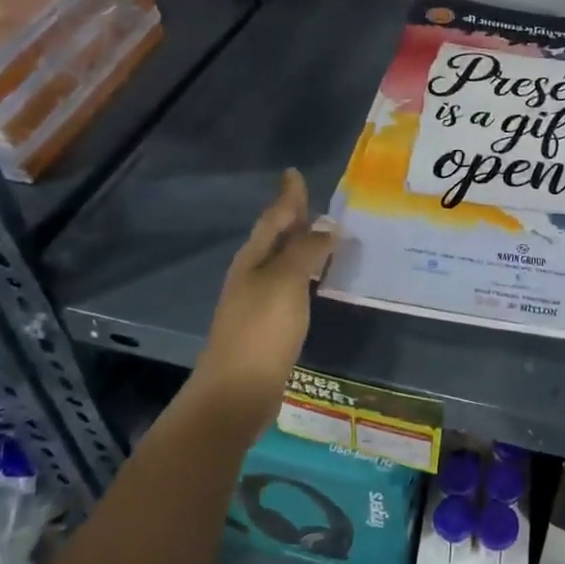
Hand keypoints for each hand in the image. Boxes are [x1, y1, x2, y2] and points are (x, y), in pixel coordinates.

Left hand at [191, 168, 336, 420]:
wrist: (237, 390)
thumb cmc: (262, 329)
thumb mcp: (286, 282)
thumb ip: (307, 250)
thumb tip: (327, 226)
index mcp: (254, 258)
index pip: (274, 217)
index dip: (288, 196)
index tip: (294, 173)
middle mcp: (252, 273)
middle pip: (275, 236)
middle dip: (294, 217)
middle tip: (315, 200)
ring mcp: (258, 299)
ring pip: (282, 260)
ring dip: (301, 244)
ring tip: (323, 234)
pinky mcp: (268, 323)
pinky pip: (290, 284)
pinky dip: (305, 272)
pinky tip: (317, 279)